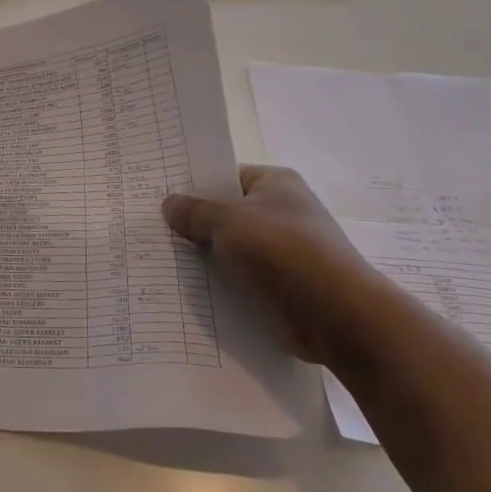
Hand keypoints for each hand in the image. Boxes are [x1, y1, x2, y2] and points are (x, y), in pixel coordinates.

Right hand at [163, 166, 397, 362]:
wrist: (336, 315)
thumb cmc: (282, 250)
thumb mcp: (227, 221)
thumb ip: (194, 212)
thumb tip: (169, 204)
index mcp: (276, 184)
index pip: (227, 176)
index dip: (195, 185)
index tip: (161, 197)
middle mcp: (284, 213)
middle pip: (228, 215)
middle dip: (196, 226)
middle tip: (153, 231)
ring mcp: (286, 253)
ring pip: (233, 251)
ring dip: (206, 261)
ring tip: (162, 263)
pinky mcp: (284, 289)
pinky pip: (243, 282)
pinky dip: (222, 288)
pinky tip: (189, 294)